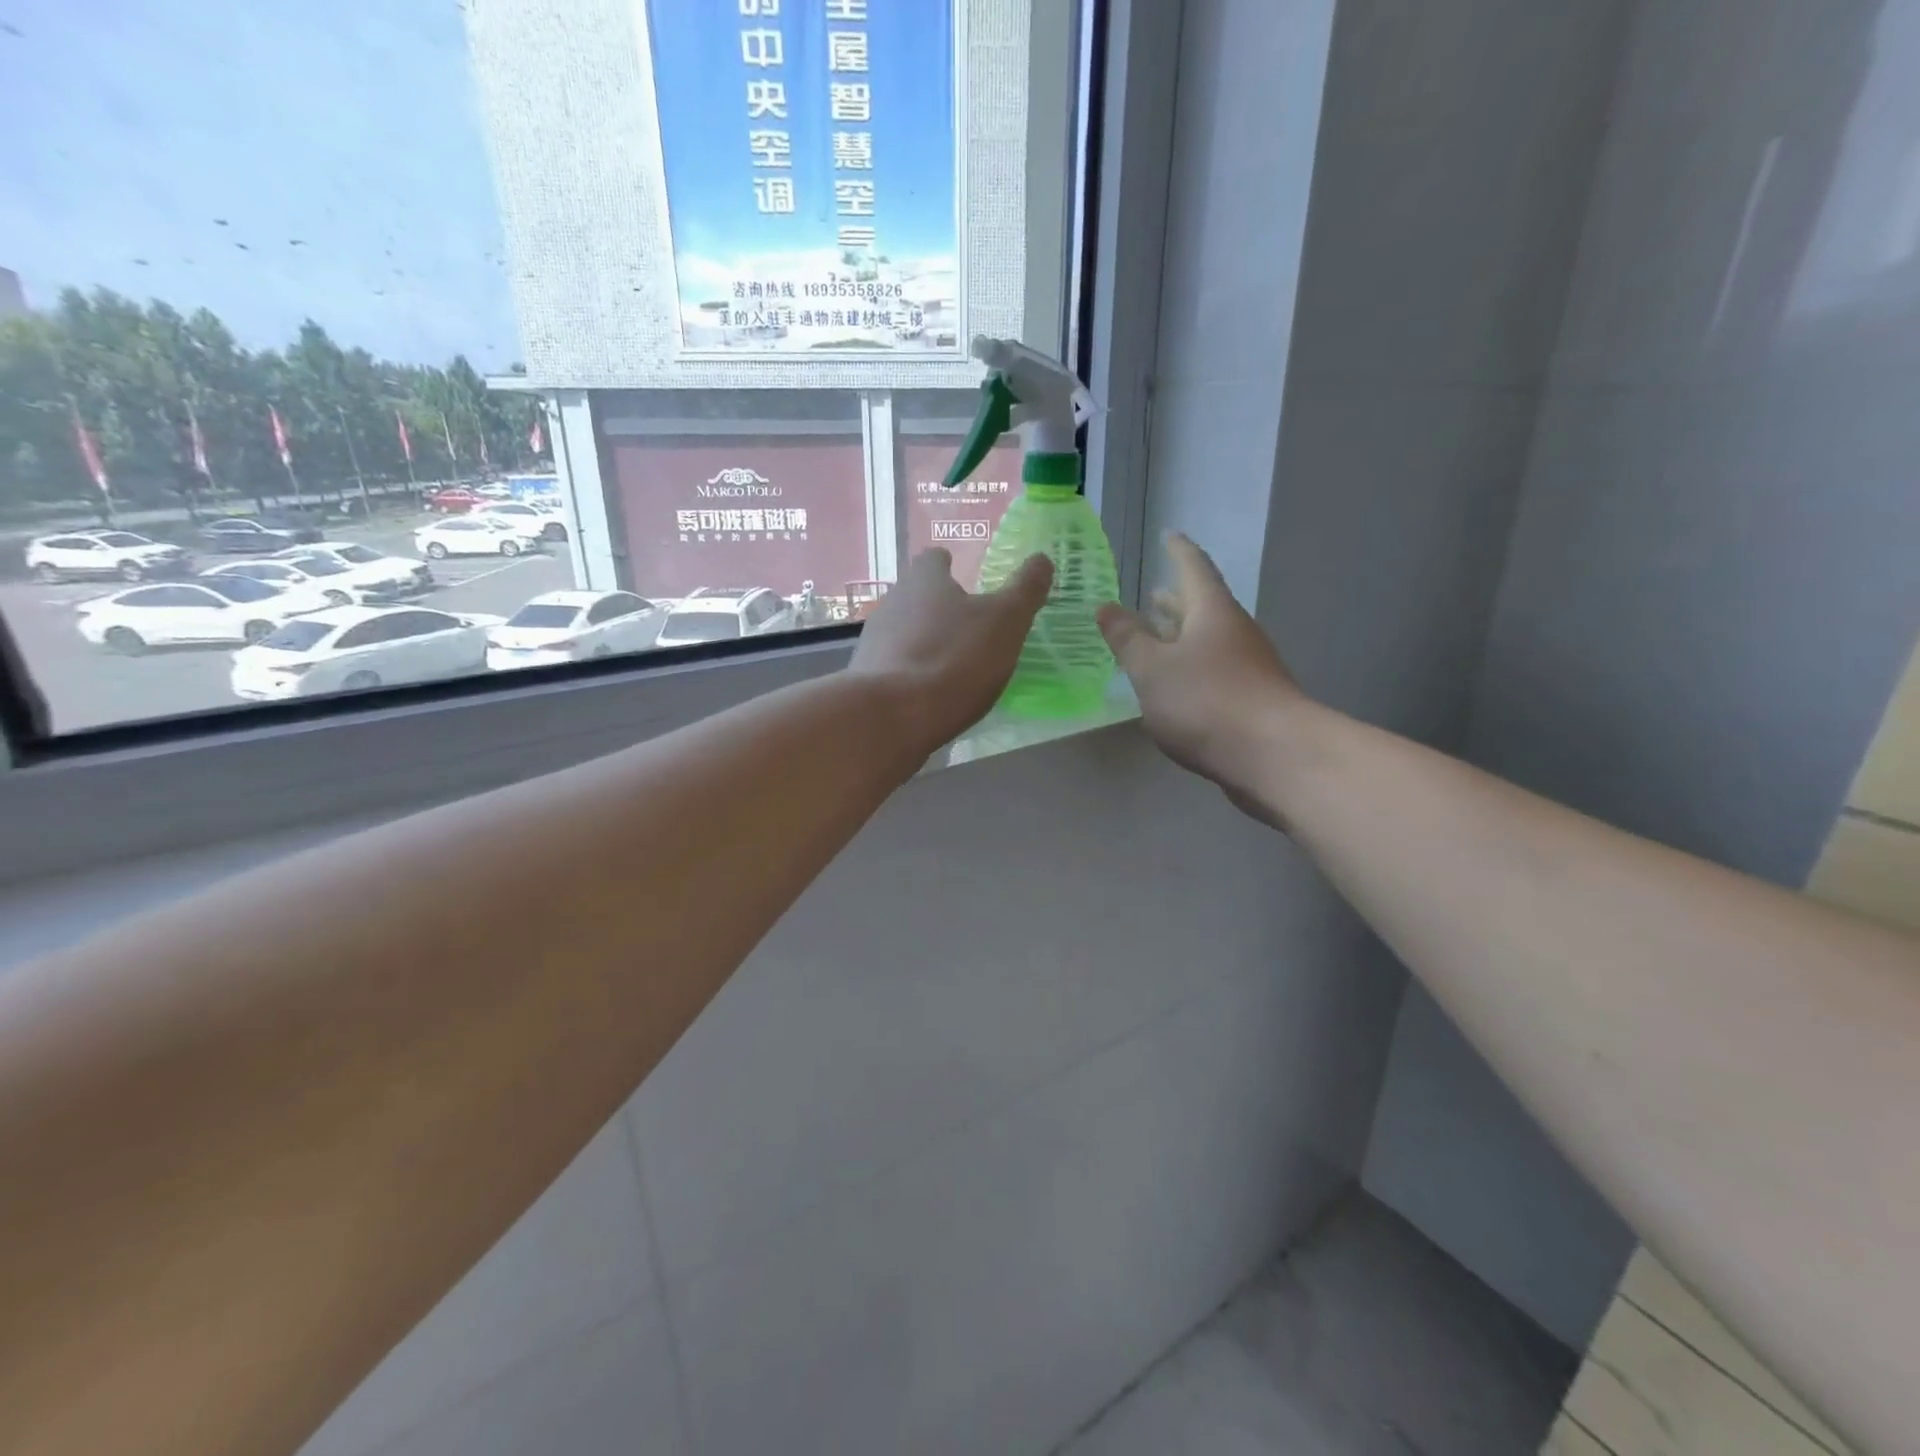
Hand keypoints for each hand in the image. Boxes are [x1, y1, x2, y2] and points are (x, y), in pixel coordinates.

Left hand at [850, 547, 1052, 753]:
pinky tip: (929, 693)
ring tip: (951, 663)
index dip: (948, 565)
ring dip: (923, 642)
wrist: (893, 716)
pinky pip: (894, 667)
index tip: (962, 576)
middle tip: (966, 625)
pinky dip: (911, 673)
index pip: (933, 559)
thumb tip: (1041, 559)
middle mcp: (893, 602)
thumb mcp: (1005, 622)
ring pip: (902, 631)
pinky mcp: (867, 678)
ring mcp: (874, 641)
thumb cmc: (955, 658)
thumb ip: (1025, 590)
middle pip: (915, 596)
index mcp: (924, 580)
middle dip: (937, 607)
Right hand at [1097, 534, 1307, 817]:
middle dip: (1176, 599)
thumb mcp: (1152, 669)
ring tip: (1157, 636)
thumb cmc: (1206, 701)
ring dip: (1182, 635)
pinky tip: (1175, 686)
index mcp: (1212, 612)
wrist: (1273, 755)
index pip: (1194, 567)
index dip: (1178, 550)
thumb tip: (1106, 607)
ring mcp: (1247, 666)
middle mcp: (1234, 632)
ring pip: (1208, 640)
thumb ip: (1128, 638)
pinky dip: (1191, 667)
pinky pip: (1214, 671)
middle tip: (1152, 593)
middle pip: (1203, 606)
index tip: (1169, 535)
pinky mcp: (1251, 699)